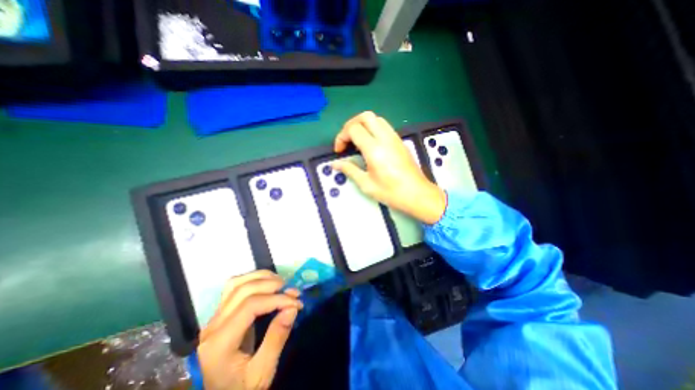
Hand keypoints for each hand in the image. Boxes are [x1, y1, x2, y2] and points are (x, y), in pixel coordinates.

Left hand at [197, 272, 303, 389]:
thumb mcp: (261, 374)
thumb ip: (276, 339)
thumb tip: (292, 308)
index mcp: (220, 343)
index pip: (251, 305)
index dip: (277, 299)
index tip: (297, 303)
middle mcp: (213, 325)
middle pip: (243, 289)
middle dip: (272, 285)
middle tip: (292, 291)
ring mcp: (214, 318)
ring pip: (236, 283)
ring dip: (261, 277)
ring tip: (280, 283)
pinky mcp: (219, 314)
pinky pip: (233, 287)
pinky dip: (252, 280)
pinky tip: (266, 283)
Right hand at [334, 111, 447, 224]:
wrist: (417, 194)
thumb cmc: (391, 192)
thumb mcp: (366, 184)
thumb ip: (349, 170)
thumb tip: (334, 164)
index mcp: (374, 149)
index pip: (353, 129)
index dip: (341, 137)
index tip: (339, 151)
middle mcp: (385, 138)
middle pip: (365, 116)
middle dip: (351, 124)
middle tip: (346, 140)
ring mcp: (394, 138)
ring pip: (376, 118)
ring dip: (363, 125)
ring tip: (357, 141)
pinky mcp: (400, 141)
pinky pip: (384, 126)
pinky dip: (373, 128)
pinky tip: (370, 144)